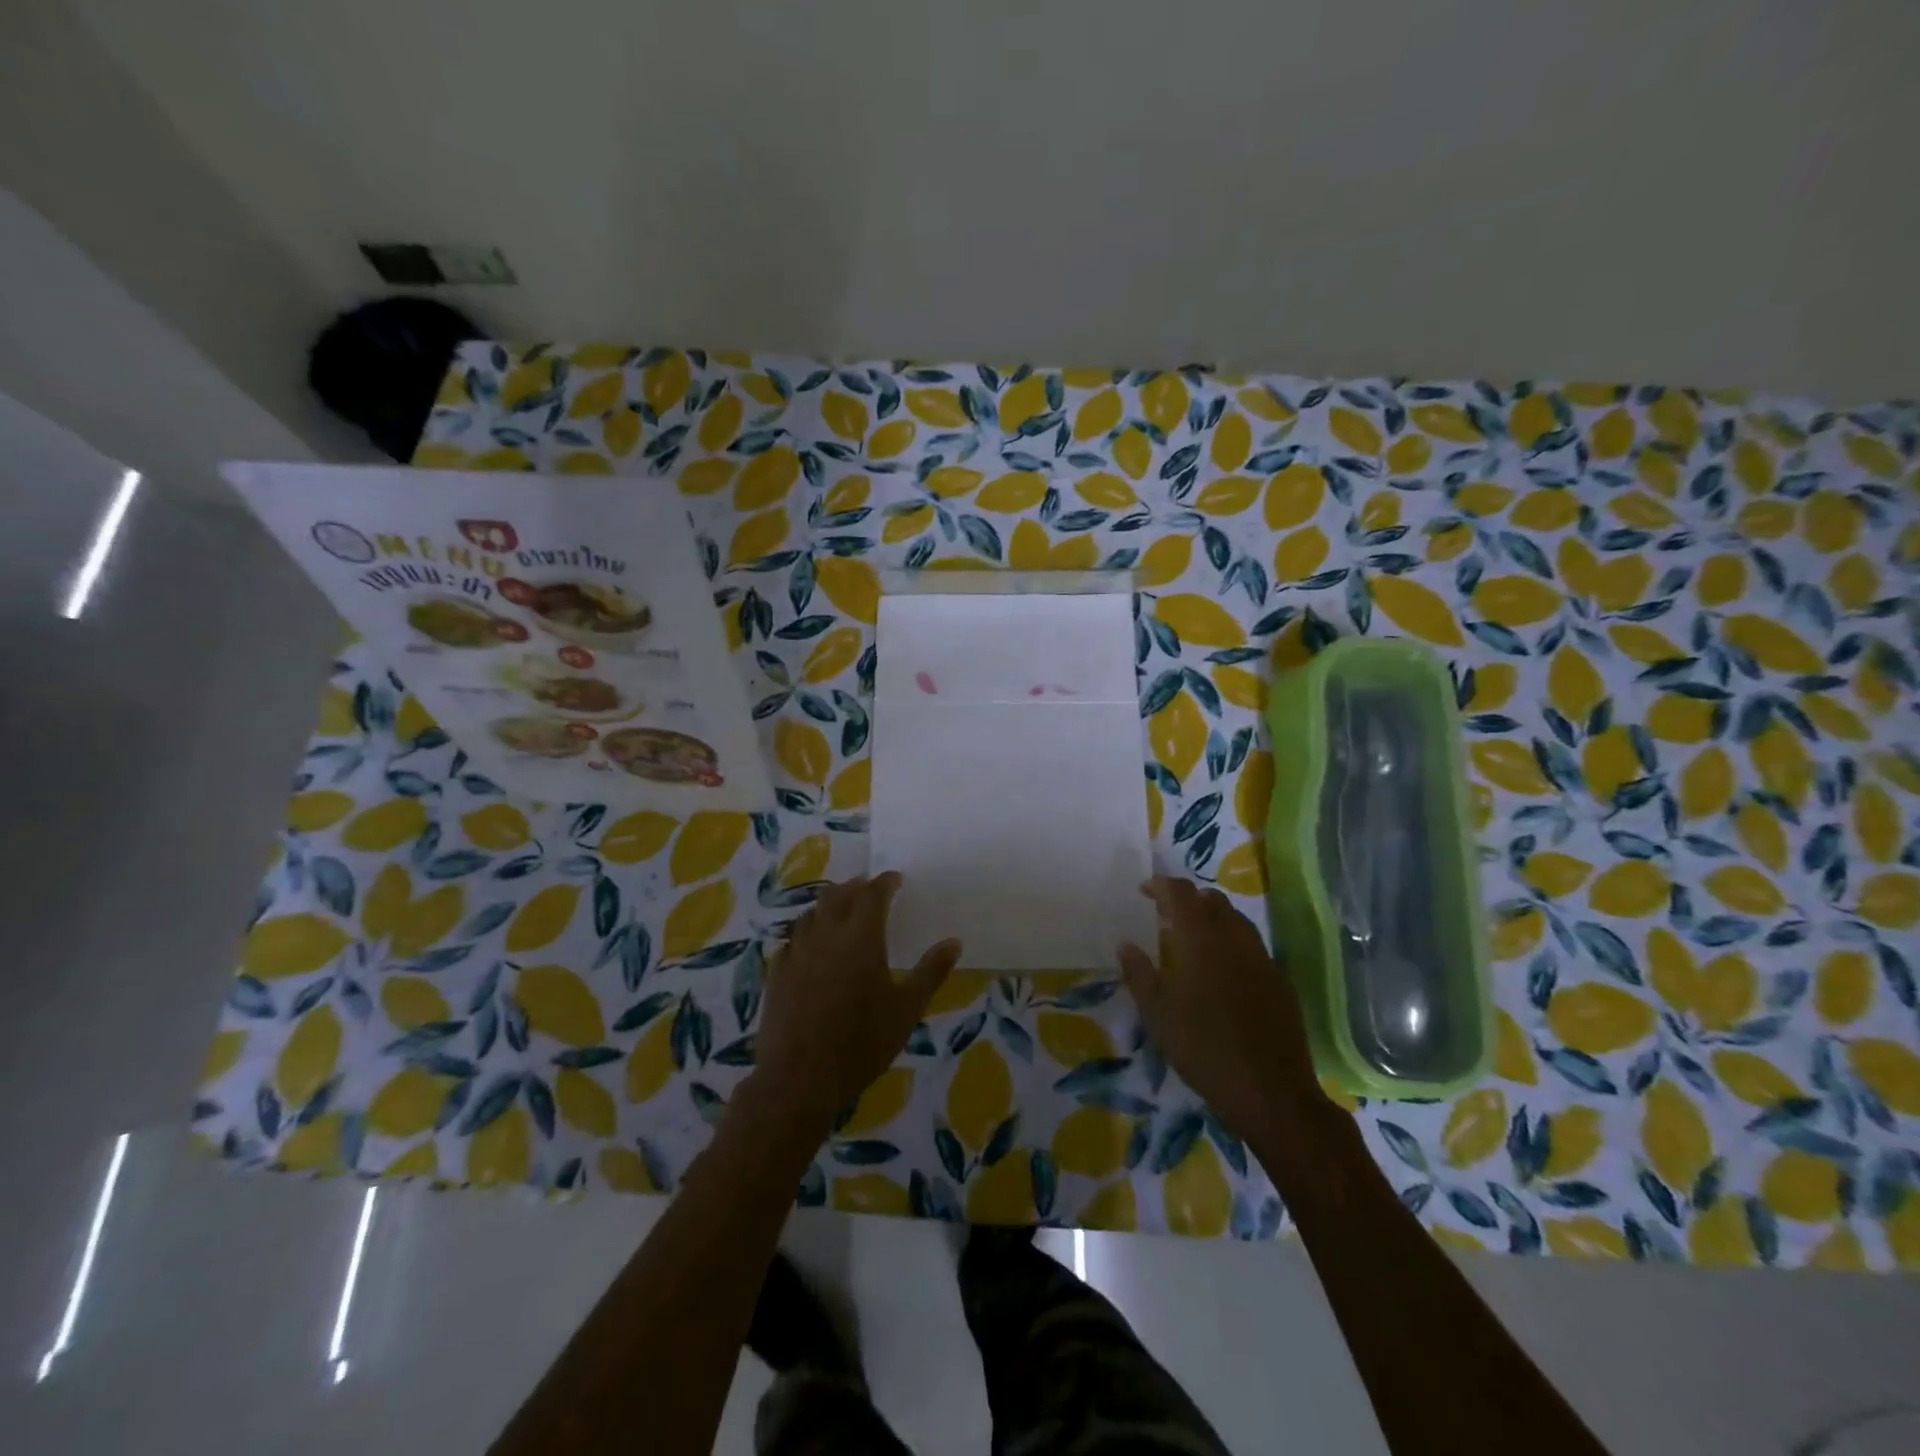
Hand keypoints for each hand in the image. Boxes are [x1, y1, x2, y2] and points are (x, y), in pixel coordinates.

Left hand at [748, 873, 961, 1136]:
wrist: (800, 1079)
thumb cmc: (862, 1044)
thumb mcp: (906, 1010)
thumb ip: (931, 972)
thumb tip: (954, 942)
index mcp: (861, 937)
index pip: (873, 894)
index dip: (885, 882)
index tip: (896, 879)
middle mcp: (826, 934)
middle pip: (838, 895)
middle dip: (856, 887)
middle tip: (870, 890)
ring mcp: (797, 952)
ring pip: (812, 913)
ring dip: (829, 904)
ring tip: (841, 910)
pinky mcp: (777, 972)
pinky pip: (793, 938)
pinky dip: (808, 931)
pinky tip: (811, 944)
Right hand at [1118, 876, 1325, 1139]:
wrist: (1271, 1092)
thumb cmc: (1203, 1049)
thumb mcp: (1157, 1014)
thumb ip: (1139, 973)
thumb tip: (1125, 944)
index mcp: (1202, 939)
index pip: (1181, 893)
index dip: (1161, 885)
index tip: (1144, 891)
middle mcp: (1235, 938)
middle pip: (1213, 901)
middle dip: (1189, 900)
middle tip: (1167, 916)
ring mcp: (1263, 958)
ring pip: (1237, 921)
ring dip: (1213, 920)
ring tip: (1194, 941)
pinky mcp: (1281, 981)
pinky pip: (1253, 947)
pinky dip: (1234, 944)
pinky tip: (1224, 972)